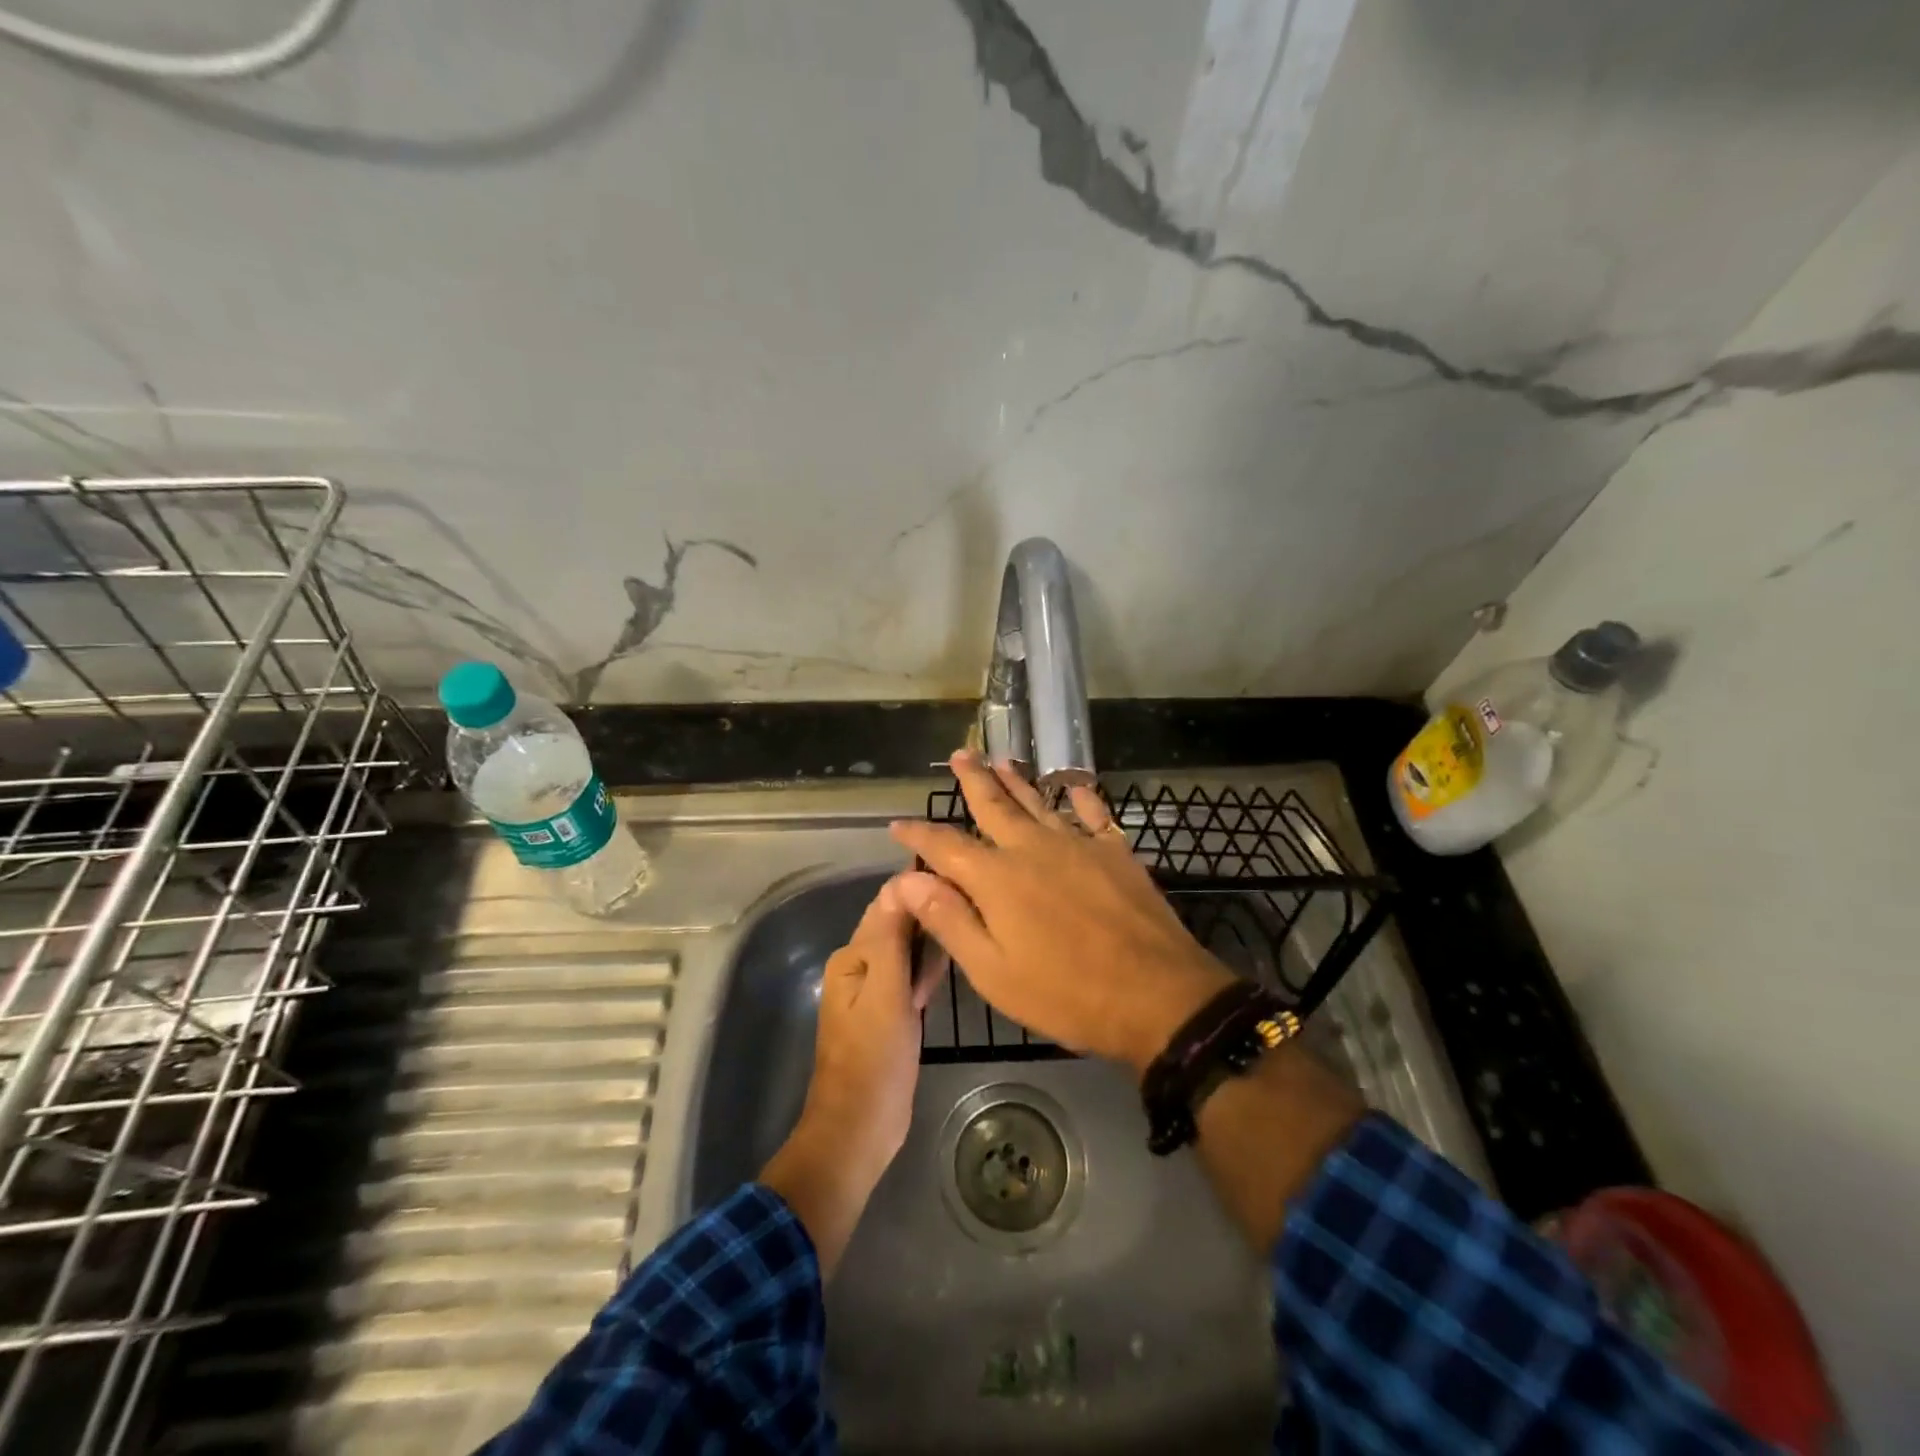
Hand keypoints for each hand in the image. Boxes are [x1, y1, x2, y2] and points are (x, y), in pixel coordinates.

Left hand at [760, 874, 944, 1276]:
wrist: (860, 1129)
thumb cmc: (874, 1058)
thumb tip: (902, 879)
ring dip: (932, 942)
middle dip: (930, 914)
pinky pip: (911, 978)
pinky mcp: (890, 1014)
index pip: (889, 904)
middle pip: (899, 925)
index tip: (961, 878)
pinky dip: (928, 971)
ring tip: (970, 926)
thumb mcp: (886, 991)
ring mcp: (875, 992)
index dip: (922, 888)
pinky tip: (950, 965)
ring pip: (908, 951)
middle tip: (974, 905)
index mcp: (853, 956)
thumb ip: (892, 935)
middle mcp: (860, 966)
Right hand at [889, 750, 1234, 1074]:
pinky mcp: (1115, 852)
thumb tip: (907, 879)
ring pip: (1038, 802)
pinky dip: (1081, 797)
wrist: (1157, 996)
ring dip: (1017, 780)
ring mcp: (1078, 844)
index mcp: (996, 878)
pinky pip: (1094, 813)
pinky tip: (1074, 786)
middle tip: (960, 754)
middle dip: (973, 779)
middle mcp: (1032, 848)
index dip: (919, 833)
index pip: (945, 846)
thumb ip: (949, 920)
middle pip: (994, 805)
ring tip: (1001, 760)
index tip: (898, 823)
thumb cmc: (1066, 994)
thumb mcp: (993, 972)